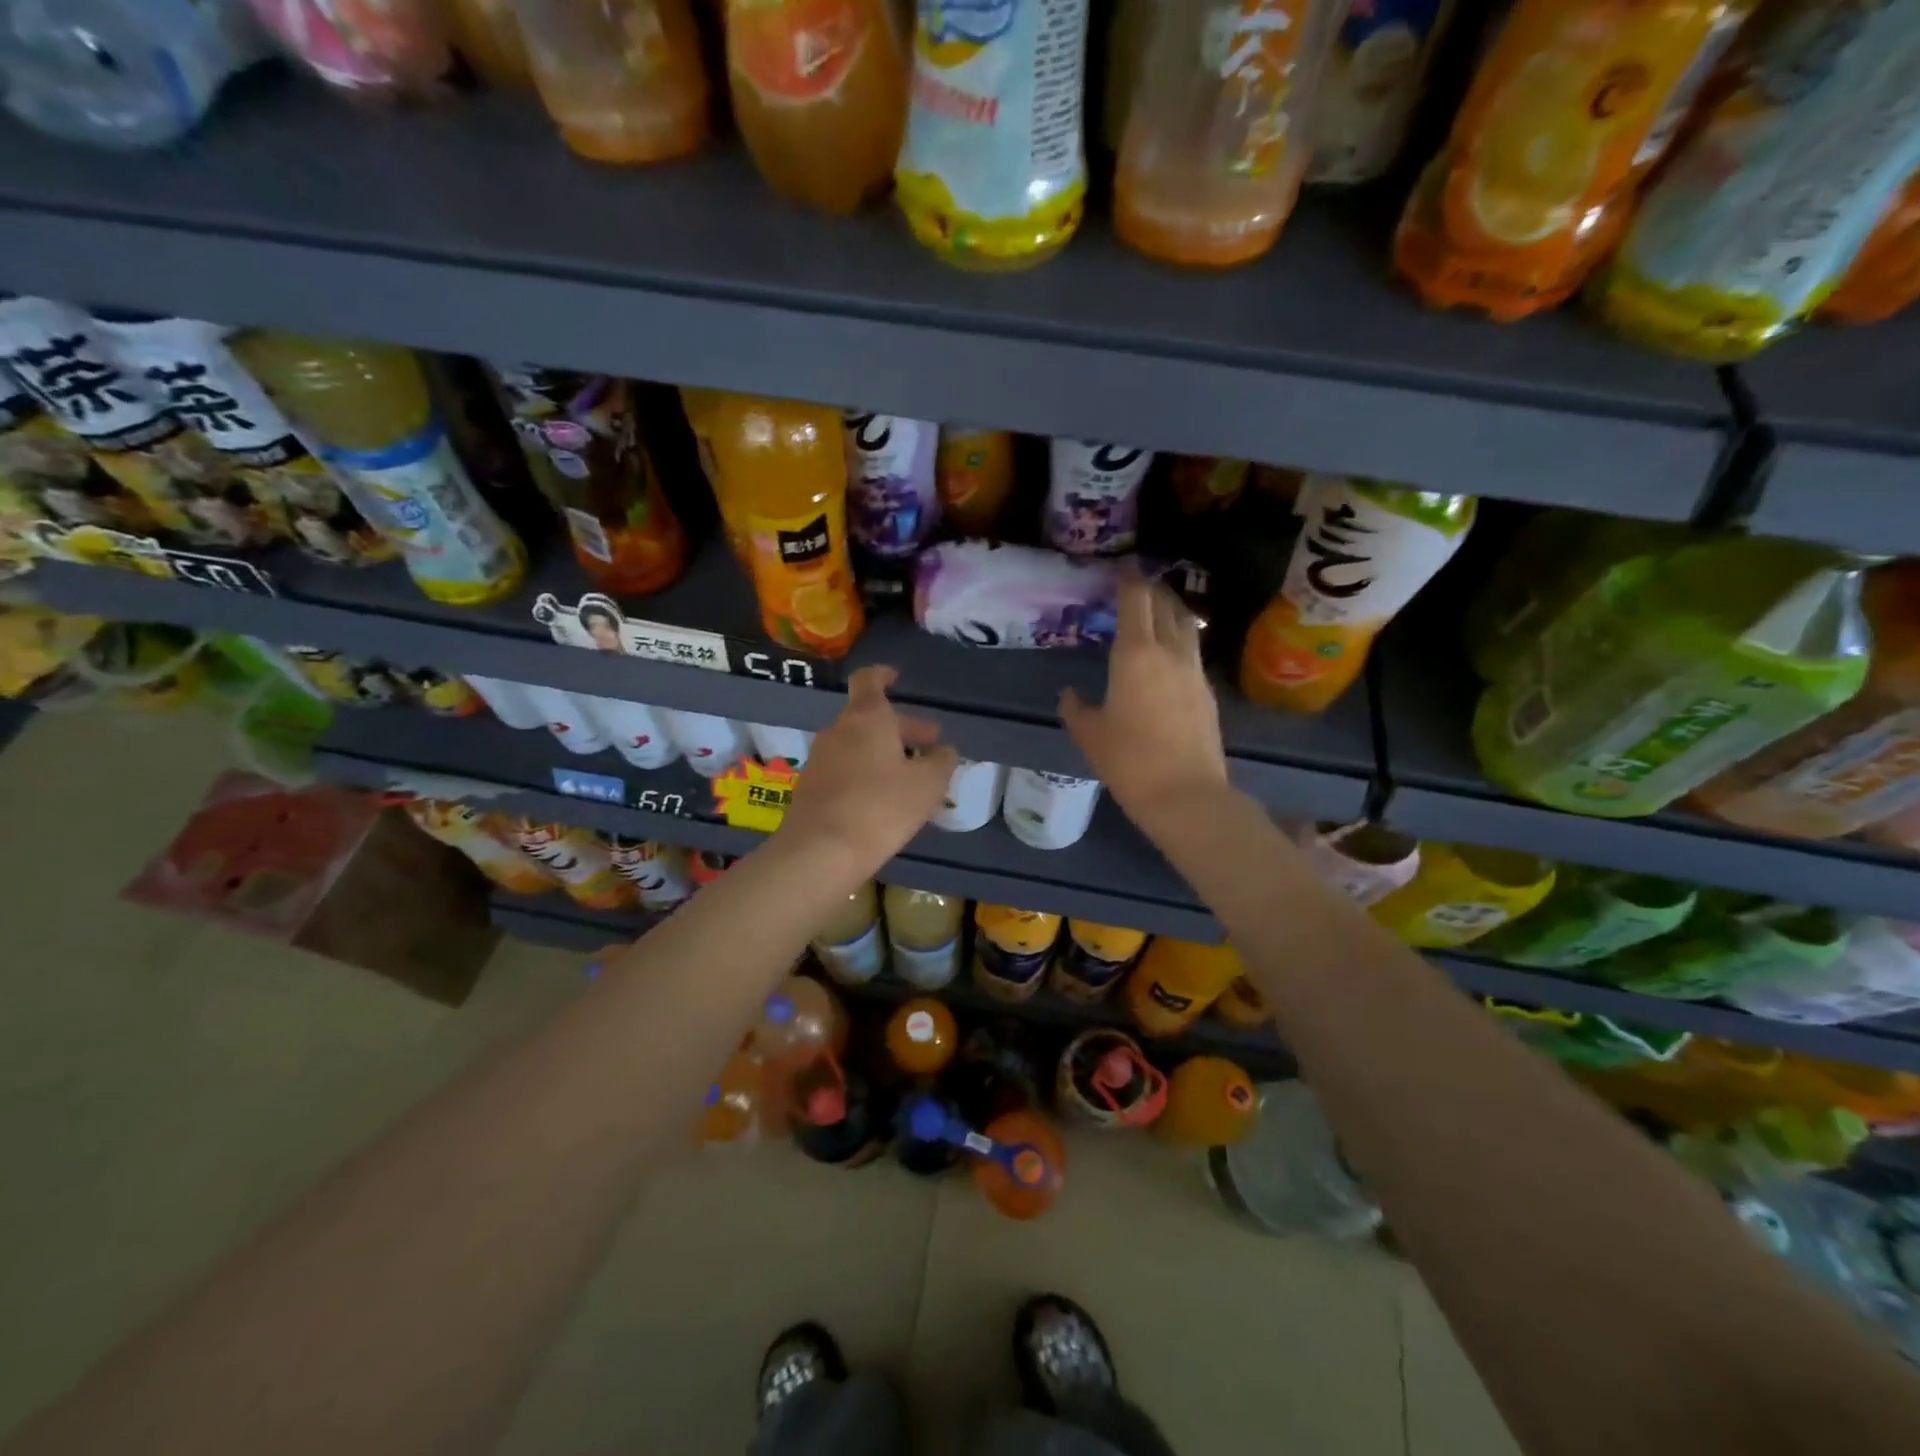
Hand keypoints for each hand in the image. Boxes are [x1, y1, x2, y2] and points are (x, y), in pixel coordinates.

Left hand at [778, 665, 958, 875]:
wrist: (820, 851)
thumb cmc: (881, 807)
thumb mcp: (928, 784)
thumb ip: (942, 761)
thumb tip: (943, 751)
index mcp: (867, 718)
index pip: (869, 680)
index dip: (883, 675)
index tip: (896, 678)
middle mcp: (838, 730)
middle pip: (869, 718)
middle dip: (902, 729)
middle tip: (929, 747)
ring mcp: (820, 759)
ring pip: (858, 746)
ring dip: (884, 754)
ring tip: (911, 779)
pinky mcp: (810, 788)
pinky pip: (844, 770)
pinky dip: (866, 775)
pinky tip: (883, 802)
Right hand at [1060, 575, 1228, 832]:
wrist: (1186, 794)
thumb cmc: (1129, 761)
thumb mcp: (1090, 735)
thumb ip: (1075, 709)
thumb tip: (1069, 694)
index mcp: (1135, 654)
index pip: (1135, 600)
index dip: (1128, 579)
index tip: (1121, 569)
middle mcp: (1169, 652)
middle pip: (1165, 605)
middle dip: (1151, 589)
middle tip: (1136, 586)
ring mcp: (1194, 671)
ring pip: (1186, 626)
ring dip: (1171, 611)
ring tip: (1157, 612)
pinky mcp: (1208, 692)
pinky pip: (1192, 653)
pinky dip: (1180, 641)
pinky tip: (1169, 657)